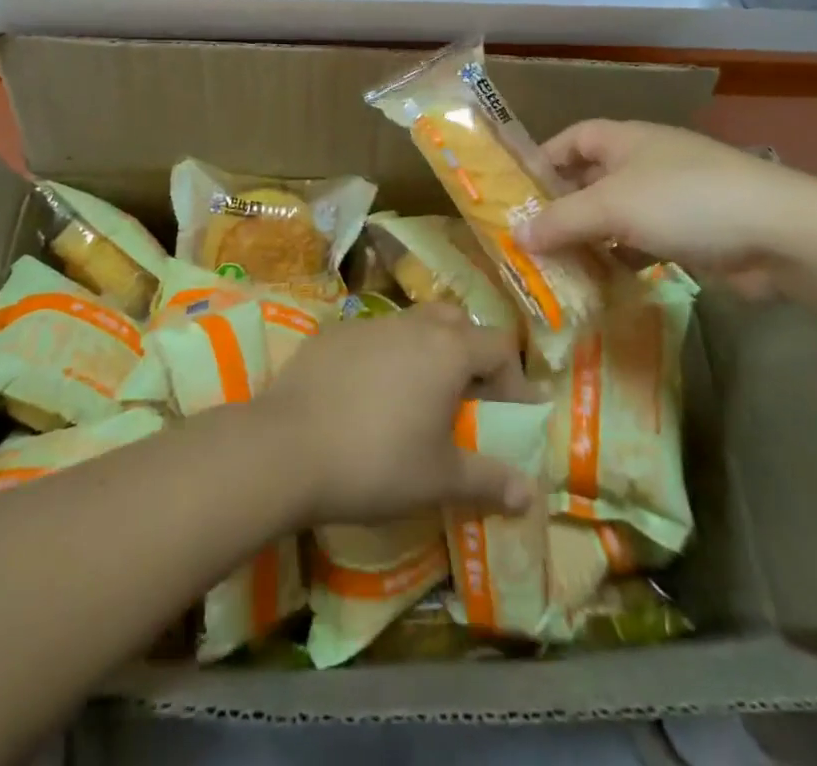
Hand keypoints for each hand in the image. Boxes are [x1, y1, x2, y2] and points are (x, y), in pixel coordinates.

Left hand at [257, 304, 534, 526]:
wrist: (286, 447)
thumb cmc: (376, 462)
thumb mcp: (439, 479)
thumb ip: (489, 481)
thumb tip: (531, 495)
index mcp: (448, 349)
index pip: (499, 345)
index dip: (513, 379)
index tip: (507, 415)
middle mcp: (413, 324)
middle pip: (457, 322)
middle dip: (470, 353)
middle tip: (465, 398)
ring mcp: (369, 323)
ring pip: (413, 325)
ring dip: (427, 352)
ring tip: (417, 399)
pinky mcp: (333, 333)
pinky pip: (375, 337)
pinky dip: (386, 358)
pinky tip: (368, 397)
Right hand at [519, 119, 816, 297]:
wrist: (779, 232)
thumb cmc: (684, 200)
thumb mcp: (612, 206)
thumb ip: (561, 220)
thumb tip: (515, 234)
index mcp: (625, 139)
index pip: (572, 138)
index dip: (543, 159)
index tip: (516, 192)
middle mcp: (645, 162)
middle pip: (591, 179)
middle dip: (562, 207)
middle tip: (528, 239)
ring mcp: (671, 198)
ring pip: (616, 215)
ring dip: (590, 238)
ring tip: (555, 266)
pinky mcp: (691, 233)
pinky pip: (642, 242)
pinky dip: (621, 258)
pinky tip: (602, 282)